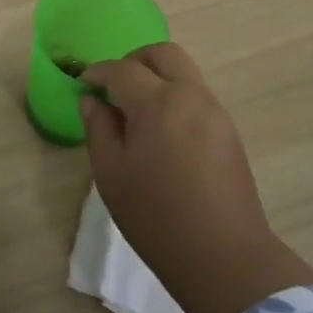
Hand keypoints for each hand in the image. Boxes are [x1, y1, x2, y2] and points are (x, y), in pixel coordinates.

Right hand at [80, 42, 312, 312]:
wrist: (224, 257)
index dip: (97, 73)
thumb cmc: (156, 217)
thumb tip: (92, 101)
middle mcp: (191, 95)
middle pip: (162, 54)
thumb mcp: (111, 174)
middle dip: (133, 61)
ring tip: (135, 112)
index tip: (83, 83)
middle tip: (113, 86)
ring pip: (183, 73)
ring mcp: (215, 111)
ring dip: (156, 78)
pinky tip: (160, 132)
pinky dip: (174, 97)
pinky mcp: (229, 131)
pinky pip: (196, 96)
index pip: (122, 70)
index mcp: (158, 102)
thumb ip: (98, 128)